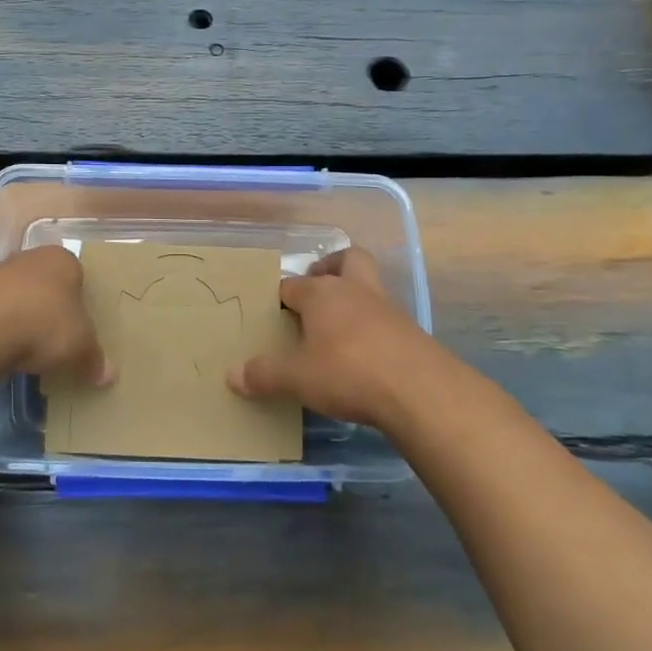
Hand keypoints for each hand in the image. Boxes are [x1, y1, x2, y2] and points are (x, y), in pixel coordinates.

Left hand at [0, 245, 112, 385]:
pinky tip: (2, 353)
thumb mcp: (80, 347)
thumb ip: (94, 359)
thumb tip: (109, 375)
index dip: (82, 303)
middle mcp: (29, 258)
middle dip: (51, 311)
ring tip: (29, 353)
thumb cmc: (43, 324)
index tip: (82, 329)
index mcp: (62, 260)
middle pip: (47, 286)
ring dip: (22, 322)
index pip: (78, 277)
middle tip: (59, 342)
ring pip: (18, 299)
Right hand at [226, 248, 441, 427]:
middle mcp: (355, 290)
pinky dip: (373, 328)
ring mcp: (388, 308)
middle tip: (317, 290)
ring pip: (369, 287)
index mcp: (321, 293)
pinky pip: (386, 319)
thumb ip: (264, 375)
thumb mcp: (297, 378)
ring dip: (354, 299)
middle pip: (346, 260)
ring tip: (338, 330)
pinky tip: (364, 354)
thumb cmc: (348, 372)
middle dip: (331, 268)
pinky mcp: (411, 332)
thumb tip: (231, 375)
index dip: (280, 298)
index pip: (291, 285)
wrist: (420, 390)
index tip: (272, 314)